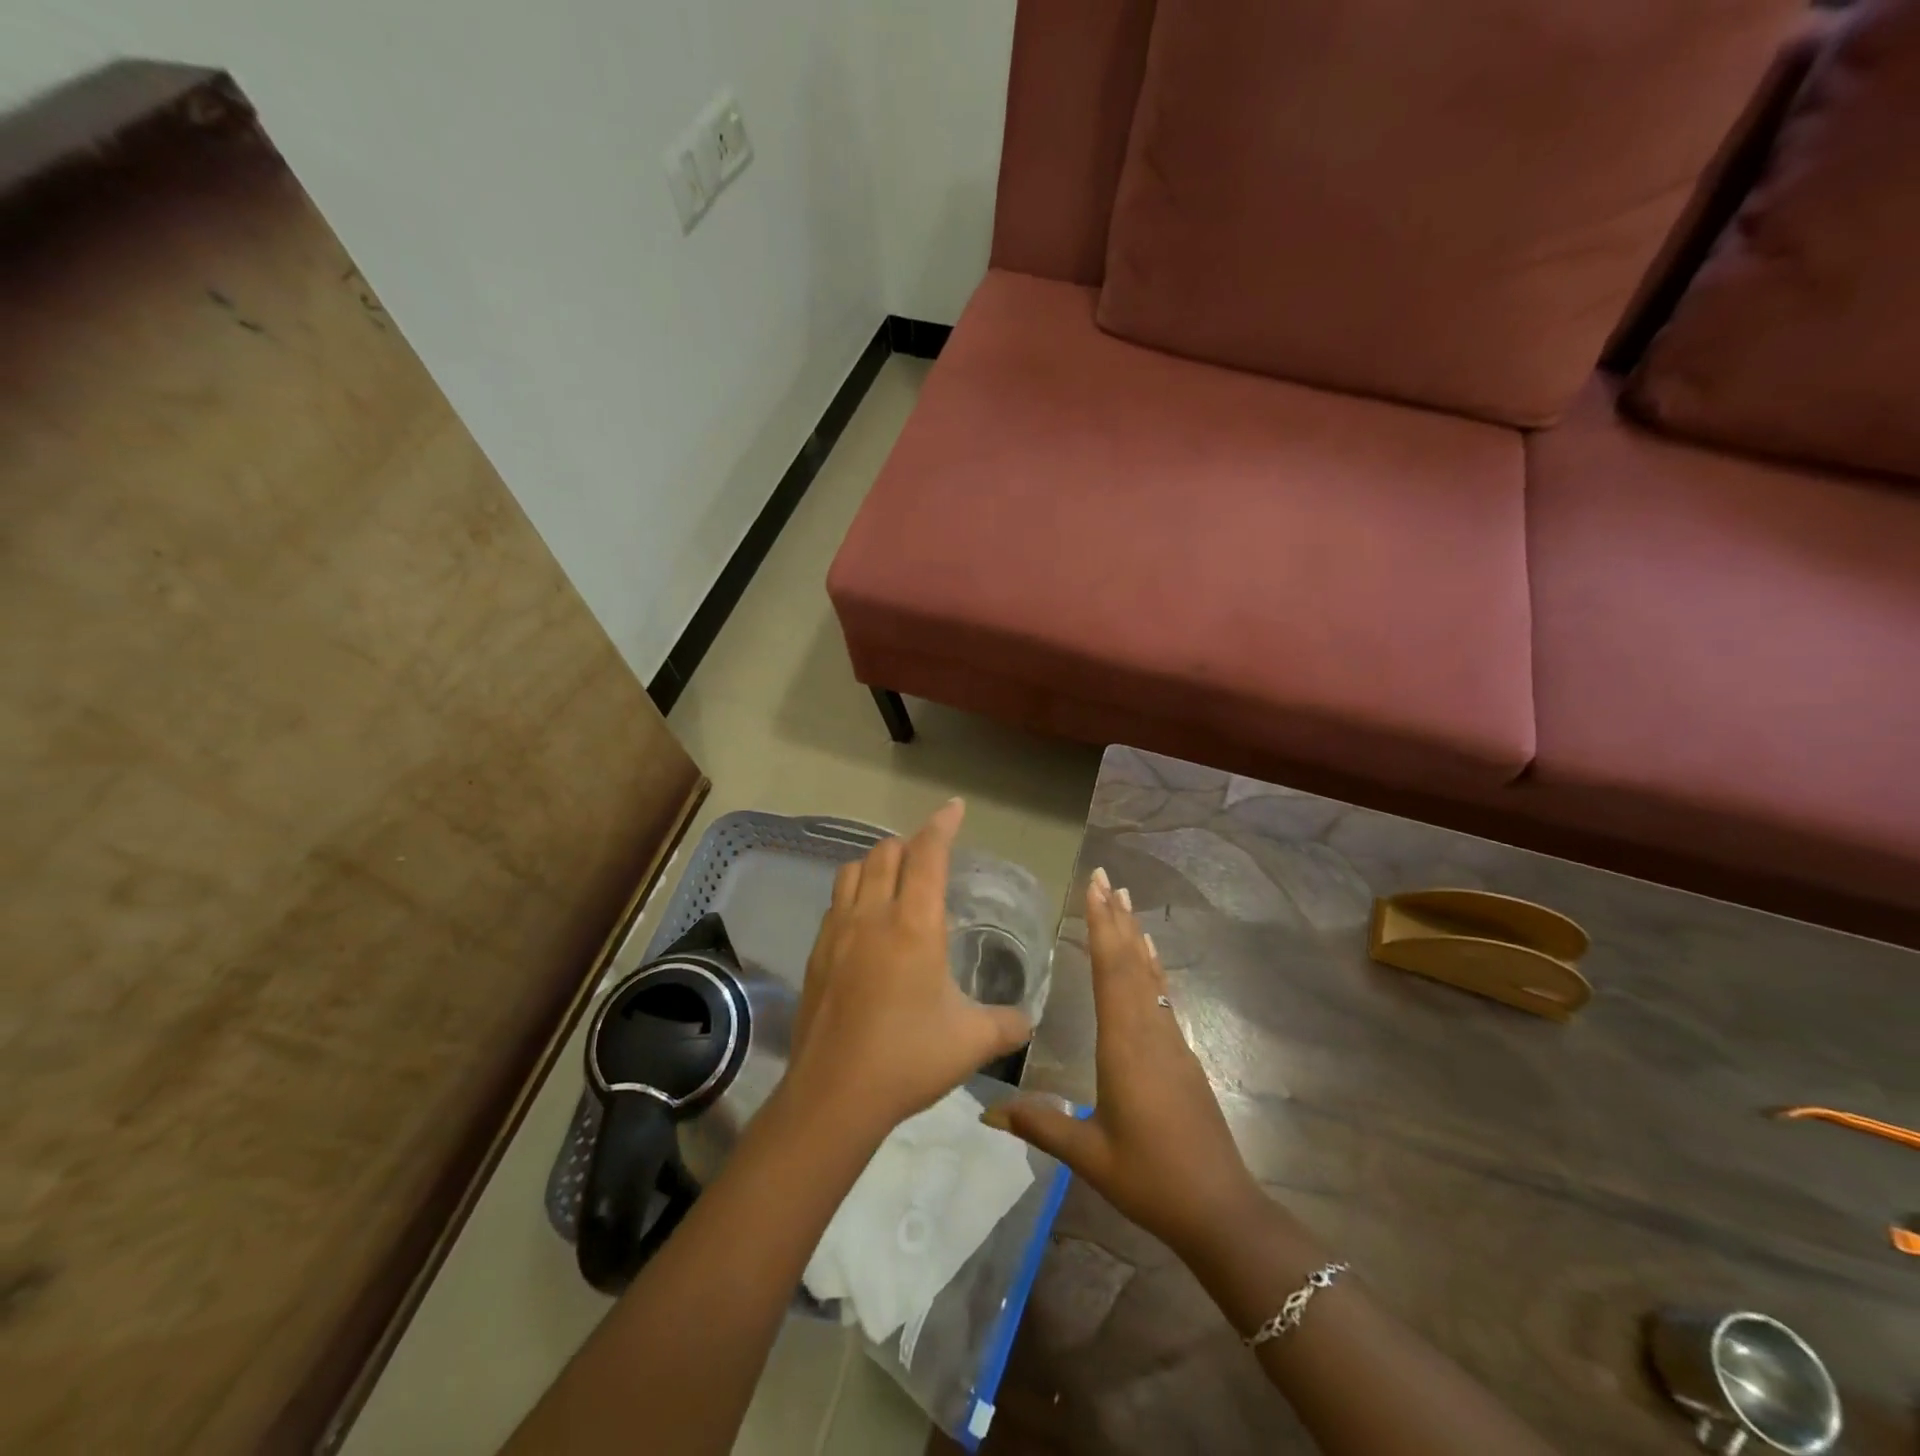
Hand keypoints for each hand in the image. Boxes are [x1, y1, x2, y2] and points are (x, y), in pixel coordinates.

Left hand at [784, 798, 1032, 1141]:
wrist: (833, 1095)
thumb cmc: (908, 1059)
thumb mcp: (971, 1042)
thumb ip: (1007, 1023)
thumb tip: (1029, 1019)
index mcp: (914, 925)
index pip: (928, 855)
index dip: (942, 825)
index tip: (955, 807)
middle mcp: (872, 915)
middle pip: (886, 853)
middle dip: (911, 844)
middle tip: (931, 857)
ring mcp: (838, 932)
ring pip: (853, 870)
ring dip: (877, 863)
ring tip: (896, 879)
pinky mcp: (817, 953)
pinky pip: (836, 902)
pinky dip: (854, 892)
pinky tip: (865, 921)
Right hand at [984, 868, 1268, 1258]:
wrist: (1220, 1209)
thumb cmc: (1151, 1179)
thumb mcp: (1090, 1155)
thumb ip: (1040, 1125)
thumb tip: (984, 1114)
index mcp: (1124, 1046)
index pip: (1110, 971)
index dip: (1101, 926)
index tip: (1094, 888)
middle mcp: (1148, 1031)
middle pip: (1130, 962)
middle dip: (1115, 917)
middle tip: (1105, 876)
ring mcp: (1169, 1041)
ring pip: (1148, 975)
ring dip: (1133, 934)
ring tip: (1125, 899)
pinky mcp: (1181, 1054)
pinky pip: (1160, 995)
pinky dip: (1150, 966)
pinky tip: (1149, 955)